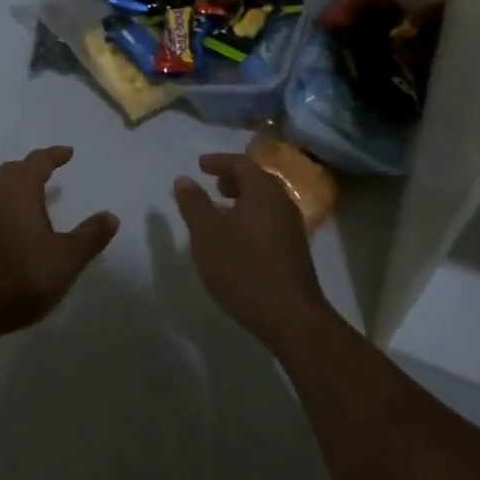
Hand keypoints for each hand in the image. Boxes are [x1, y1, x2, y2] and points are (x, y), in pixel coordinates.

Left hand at [0, 146, 119, 343]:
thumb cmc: (16, 278)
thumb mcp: (64, 261)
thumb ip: (89, 237)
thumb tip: (111, 215)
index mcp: (18, 190)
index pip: (38, 161)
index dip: (54, 155)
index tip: (67, 153)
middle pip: (13, 170)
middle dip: (32, 168)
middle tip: (49, 172)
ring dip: (15, 188)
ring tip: (32, 200)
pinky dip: (2, 208)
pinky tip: (10, 229)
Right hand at [173, 153, 328, 349]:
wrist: (291, 318)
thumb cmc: (244, 268)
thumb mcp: (207, 234)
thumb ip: (194, 204)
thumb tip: (184, 179)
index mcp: (263, 191)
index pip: (242, 163)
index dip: (219, 161)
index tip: (200, 165)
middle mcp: (282, 203)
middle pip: (257, 180)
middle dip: (233, 179)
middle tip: (212, 185)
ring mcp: (292, 228)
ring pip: (265, 202)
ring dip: (242, 200)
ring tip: (220, 212)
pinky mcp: (295, 251)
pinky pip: (270, 220)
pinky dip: (251, 217)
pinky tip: (237, 239)